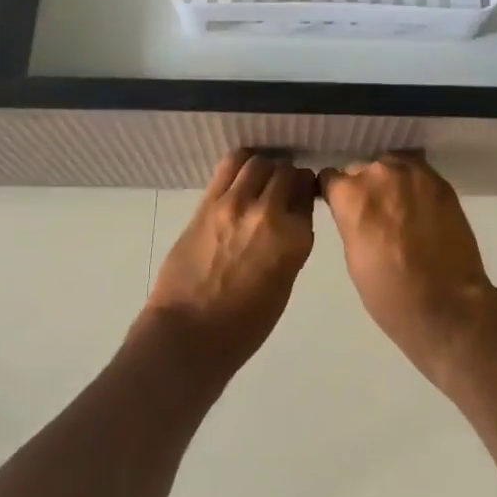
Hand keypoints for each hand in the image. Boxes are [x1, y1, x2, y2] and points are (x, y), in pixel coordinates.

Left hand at [144, 149, 317, 373]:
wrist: (190, 334)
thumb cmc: (244, 325)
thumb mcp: (284, 285)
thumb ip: (291, 245)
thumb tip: (289, 219)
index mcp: (296, 238)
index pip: (307, 194)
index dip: (304, 191)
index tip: (300, 194)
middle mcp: (270, 213)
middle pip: (286, 172)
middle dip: (287, 176)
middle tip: (280, 186)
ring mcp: (236, 203)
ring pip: (259, 162)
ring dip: (265, 167)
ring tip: (259, 179)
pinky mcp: (208, 202)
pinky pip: (230, 164)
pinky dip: (241, 162)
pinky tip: (241, 172)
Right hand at [318, 154, 496, 379]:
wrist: (448, 305)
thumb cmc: (390, 292)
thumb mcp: (353, 255)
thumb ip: (350, 220)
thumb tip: (354, 210)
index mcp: (350, 195)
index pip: (330, 178)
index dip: (336, 193)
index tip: (343, 207)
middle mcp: (378, 174)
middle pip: (362, 169)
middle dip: (365, 188)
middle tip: (377, 214)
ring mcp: (413, 174)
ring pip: (392, 166)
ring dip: (391, 182)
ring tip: (402, 208)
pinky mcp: (440, 181)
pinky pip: (418, 172)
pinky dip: (416, 185)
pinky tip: (422, 206)